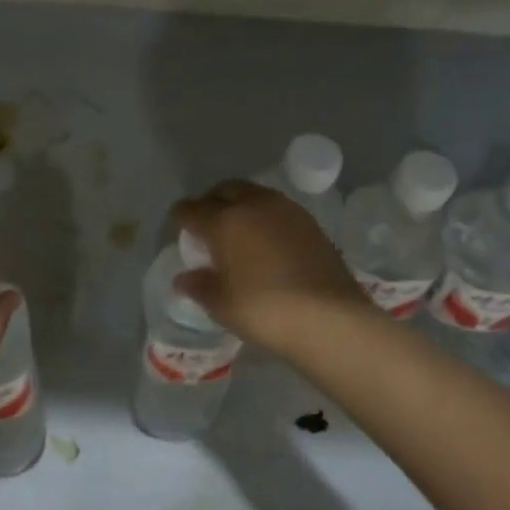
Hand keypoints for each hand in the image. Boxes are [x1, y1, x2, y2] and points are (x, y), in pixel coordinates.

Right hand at [172, 180, 365, 351]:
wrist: (330, 319)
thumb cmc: (264, 312)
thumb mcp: (222, 305)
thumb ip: (200, 286)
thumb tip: (184, 278)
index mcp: (224, 221)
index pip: (191, 209)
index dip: (180, 217)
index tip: (179, 228)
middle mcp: (253, 205)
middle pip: (223, 190)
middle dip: (210, 202)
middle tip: (207, 226)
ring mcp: (285, 210)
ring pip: (253, 194)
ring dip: (239, 205)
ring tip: (237, 232)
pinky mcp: (309, 222)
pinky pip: (276, 208)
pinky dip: (263, 216)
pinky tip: (265, 241)